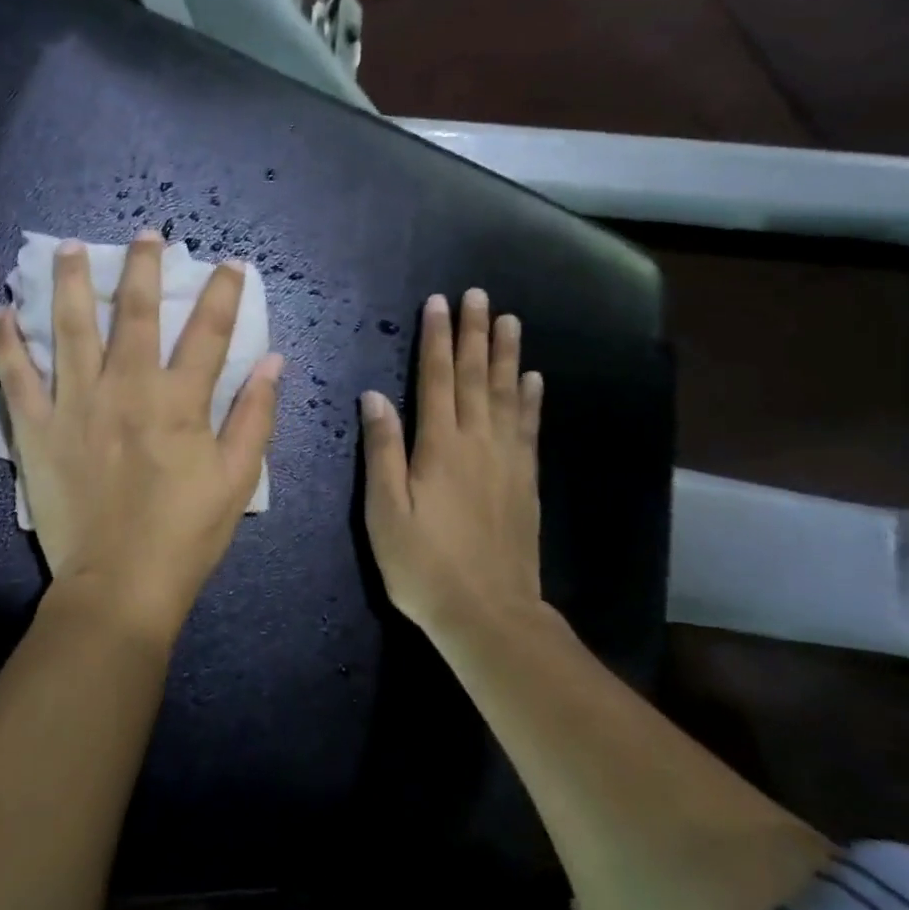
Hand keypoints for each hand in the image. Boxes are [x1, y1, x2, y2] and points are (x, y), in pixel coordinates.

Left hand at [0, 230, 283, 637]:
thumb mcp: (238, 478)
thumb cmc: (187, 533)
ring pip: (69, 328)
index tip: (231, 264)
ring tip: (68, 248)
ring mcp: (76, 405)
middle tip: (146, 234)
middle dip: (143, 267)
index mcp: (179, 401)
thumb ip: (256, 415)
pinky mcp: (38, 430)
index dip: (224, 292)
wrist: (119, 585)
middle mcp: (126, 388)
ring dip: (70, 283)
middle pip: (135, 312)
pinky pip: (15, 377)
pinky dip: (5, 342)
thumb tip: (272, 360)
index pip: (209, 331)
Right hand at [359, 289, 543, 633]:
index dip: (437, 339)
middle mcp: (477, 442)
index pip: (437, 378)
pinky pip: (529, 428)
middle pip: (476, 376)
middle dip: (474, 333)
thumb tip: (375, 397)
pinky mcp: (525, 480)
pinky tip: (533, 379)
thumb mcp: (385, 512)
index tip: (438, 303)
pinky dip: (530, 399)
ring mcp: (507, 460)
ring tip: (509, 321)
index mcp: (439, 446)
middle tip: (478, 296)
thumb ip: (382, 451)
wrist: (489, 614)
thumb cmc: (424, 565)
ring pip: (506, 394)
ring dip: (506, 355)